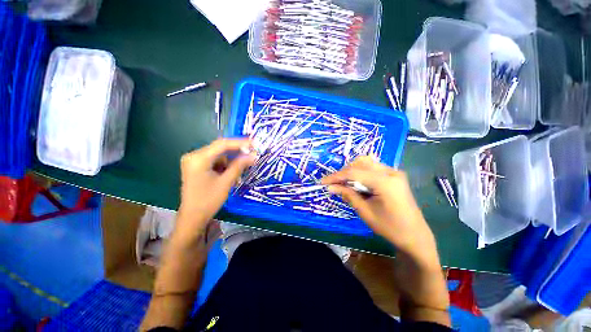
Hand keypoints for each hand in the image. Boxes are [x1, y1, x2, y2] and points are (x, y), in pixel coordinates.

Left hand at [177, 138, 255, 233]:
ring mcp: (194, 161)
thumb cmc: (208, 201)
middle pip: (220, 149)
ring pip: (219, 155)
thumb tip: (253, 155)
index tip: (254, 143)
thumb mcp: (226, 182)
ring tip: (242, 169)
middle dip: (237, 152)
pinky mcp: (196, 166)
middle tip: (252, 155)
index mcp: (198, 159)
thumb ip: (239, 166)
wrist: (192, 217)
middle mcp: (194, 156)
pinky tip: (232, 172)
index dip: (240, 143)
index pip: (222, 144)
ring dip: (231, 160)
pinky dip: (225, 165)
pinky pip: (215, 161)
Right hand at [321, 156, 435, 260]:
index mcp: (385, 182)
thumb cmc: (390, 228)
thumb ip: (348, 195)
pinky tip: (356, 182)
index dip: (336, 176)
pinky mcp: (394, 175)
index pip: (354, 173)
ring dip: (352, 171)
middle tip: (334, 184)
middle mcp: (391, 172)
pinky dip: (361, 172)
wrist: (415, 236)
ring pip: (366, 163)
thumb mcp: (365, 212)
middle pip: (360, 164)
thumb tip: (330, 187)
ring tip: (344, 183)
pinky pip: (373, 168)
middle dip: (344, 172)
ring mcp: (394, 172)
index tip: (323, 182)